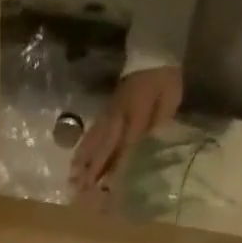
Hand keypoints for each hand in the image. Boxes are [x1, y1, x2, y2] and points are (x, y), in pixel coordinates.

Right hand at [70, 65, 183, 190]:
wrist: (153, 52)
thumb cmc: (165, 80)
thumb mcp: (169, 100)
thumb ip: (159, 124)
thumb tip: (148, 148)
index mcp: (138, 114)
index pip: (126, 146)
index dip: (117, 167)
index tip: (107, 188)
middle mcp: (119, 116)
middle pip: (104, 146)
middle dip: (93, 169)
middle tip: (81, 190)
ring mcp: (110, 113)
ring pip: (94, 139)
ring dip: (83, 160)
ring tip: (72, 179)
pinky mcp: (105, 110)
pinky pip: (92, 131)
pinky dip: (83, 147)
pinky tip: (75, 160)